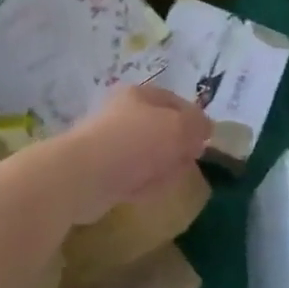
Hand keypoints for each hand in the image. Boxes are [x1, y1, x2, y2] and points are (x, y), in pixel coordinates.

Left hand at [55, 86, 211, 225]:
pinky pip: (134, 177)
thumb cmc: (134, 142)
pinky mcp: (103, 172)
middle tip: (186, 161)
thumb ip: (197, 125)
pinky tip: (142, 191)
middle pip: (163, 130)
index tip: (206, 141)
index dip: (194, 119)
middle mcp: (123, 115)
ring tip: (163, 179)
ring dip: (162, 169)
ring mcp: (111, 144)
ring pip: (150, 156)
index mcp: (138, 95)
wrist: (83, 176)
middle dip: (178, 148)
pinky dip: (142, 185)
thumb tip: (205, 129)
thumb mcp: (178, 127)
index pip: (175, 101)